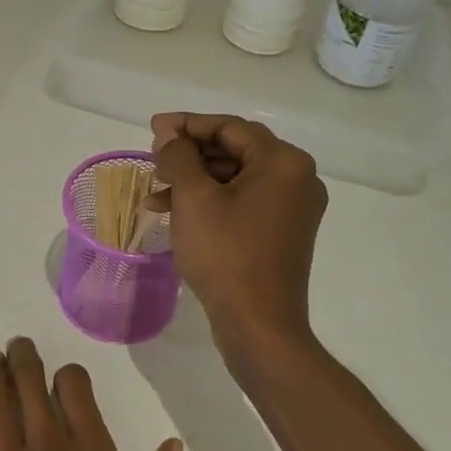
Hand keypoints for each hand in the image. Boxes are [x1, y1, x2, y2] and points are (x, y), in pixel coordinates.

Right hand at [150, 113, 327, 353]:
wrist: (259, 326)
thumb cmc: (226, 255)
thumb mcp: (194, 199)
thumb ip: (178, 157)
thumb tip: (169, 135)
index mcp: (284, 162)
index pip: (230, 127)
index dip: (187, 124)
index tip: (153, 128)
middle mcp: (297, 179)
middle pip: (235, 150)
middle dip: (189, 155)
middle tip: (153, 160)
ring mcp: (292, 208)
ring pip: (235, 179)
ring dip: (195, 181)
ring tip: (155, 194)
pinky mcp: (282, 233)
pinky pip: (243, 203)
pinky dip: (211, 203)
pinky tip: (175, 214)